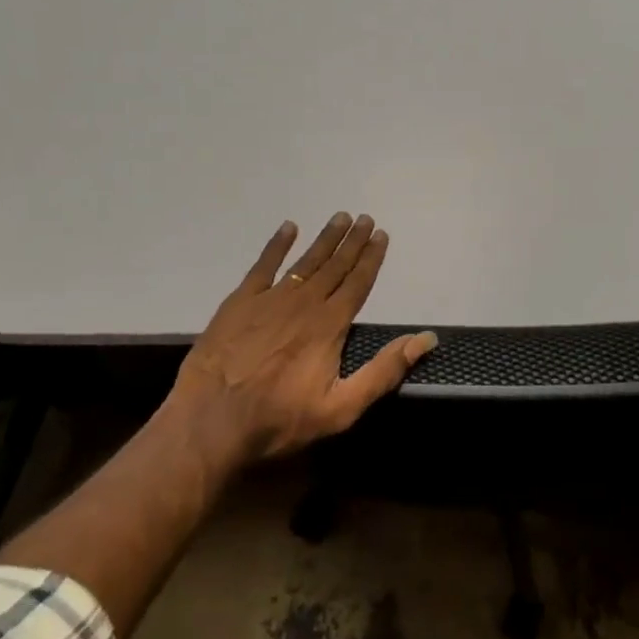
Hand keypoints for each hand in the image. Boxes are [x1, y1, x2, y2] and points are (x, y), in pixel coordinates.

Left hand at [167, 213, 437, 467]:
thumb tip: (425, 339)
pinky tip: (288, 228)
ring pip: (305, 261)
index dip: (372, 258)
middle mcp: (304, 303)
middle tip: (364, 218)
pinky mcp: (240, 302)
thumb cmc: (280, 419)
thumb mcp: (342, 407)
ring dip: (324, 239)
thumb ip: (384, 371)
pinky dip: (277, 245)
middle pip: (335, 266)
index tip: (381, 235)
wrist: (212, 420)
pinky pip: (263, 265)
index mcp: (330, 325)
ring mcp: (270, 299)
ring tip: (339, 218)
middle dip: (352, 242)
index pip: (358, 283)